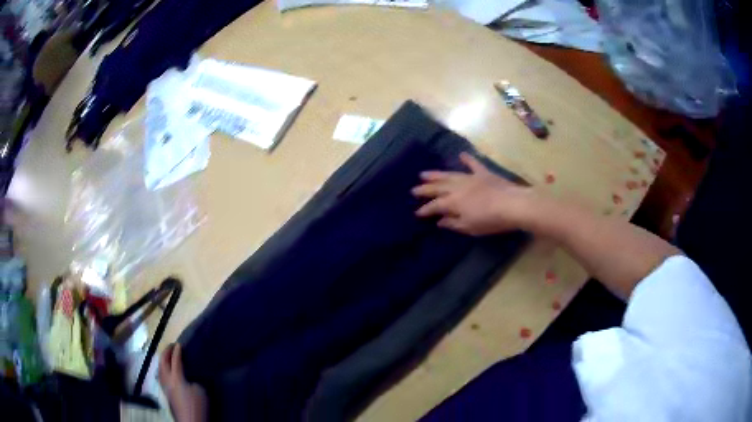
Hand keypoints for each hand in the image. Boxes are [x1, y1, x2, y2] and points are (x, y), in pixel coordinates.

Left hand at [158, 343, 207, 421]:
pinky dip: (162, 369)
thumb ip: (193, 380)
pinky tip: (166, 371)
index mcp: (176, 377)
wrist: (190, 421)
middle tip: (171, 347)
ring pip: (160, 369)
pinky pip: (161, 376)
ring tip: (167, 357)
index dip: (177, 351)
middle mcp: (167, 380)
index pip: (175, 360)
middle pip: (163, 363)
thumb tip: (188, 378)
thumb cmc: (197, 406)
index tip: (179, 344)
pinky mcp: (166, 394)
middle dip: (166, 353)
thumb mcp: (201, 391)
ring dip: (162, 361)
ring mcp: (165, 387)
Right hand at [412, 152, 533, 235]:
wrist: (512, 205)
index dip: (425, 210)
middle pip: (438, 188)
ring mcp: (470, 178)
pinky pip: (473, 164)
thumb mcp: (469, 227)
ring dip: (437, 174)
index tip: (416, 212)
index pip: (434, 206)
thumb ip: (453, 223)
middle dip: (425, 189)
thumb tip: (440, 221)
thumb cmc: (490, 220)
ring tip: (424, 173)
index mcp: (453, 202)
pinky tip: (461, 154)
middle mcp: (458, 188)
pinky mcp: (484, 173)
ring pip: (450, 175)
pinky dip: (467, 159)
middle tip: (414, 189)